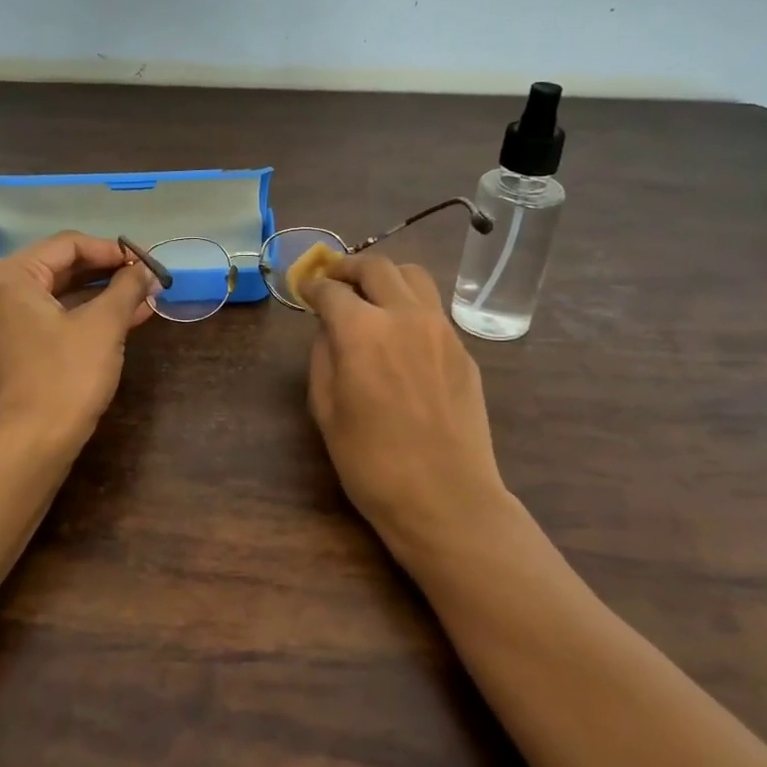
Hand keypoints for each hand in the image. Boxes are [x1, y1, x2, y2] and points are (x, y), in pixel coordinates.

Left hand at [0, 232, 158, 449]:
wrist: (34, 443)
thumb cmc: (67, 376)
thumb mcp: (104, 325)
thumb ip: (127, 287)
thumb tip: (147, 269)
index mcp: (9, 276)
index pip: (67, 245)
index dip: (111, 250)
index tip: (145, 260)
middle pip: (59, 267)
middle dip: (106, 273)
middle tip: (145, 277)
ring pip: (56, 294)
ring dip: (99, 295)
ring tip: (143, 297)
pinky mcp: (8, 345)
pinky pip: (48, 316)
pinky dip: (82, 315)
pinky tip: (123, 318)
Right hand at [301, 256, 511, 558]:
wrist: (445, 499)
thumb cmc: (371, 462)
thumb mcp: (326, 410)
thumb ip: (323, 356)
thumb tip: (329, 329)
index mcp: (362, 331)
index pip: (331, 290)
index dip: (312, 286)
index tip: (304, 289)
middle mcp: (405, 316)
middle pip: (376, 267)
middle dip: (348, 268)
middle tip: (334, 280)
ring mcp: (441, 330)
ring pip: (414, 276)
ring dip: (386, 277)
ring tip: (371, 296)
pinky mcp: (463, 350)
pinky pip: (433, 310)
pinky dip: (410, 306)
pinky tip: (401, 335)